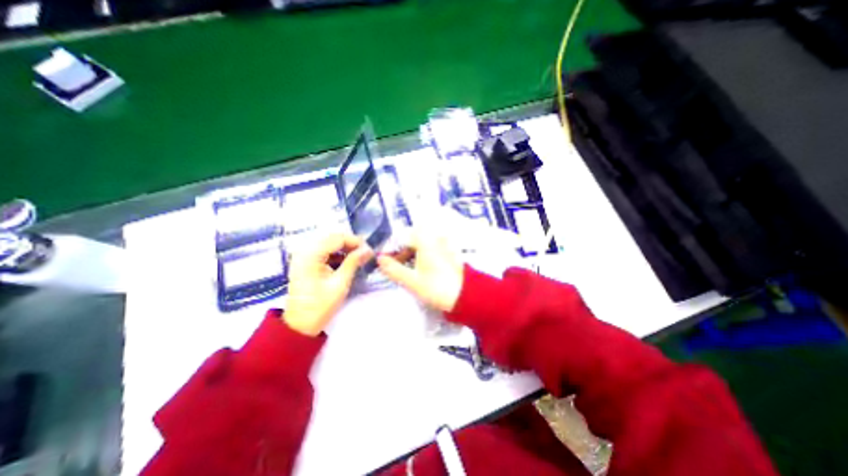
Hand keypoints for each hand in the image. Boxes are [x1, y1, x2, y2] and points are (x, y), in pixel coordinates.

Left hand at [285, 233, 372, 335]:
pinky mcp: (305, 262)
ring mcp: (303, 256)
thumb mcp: (340, 283)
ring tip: (358, 257)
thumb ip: (353, 262)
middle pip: (332, 238)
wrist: (300, 325)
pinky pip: (324, 251)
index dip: (355, 241)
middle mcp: (304, 251)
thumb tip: (368, 250)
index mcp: (311, 255)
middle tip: (365, 253)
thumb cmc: (320, 305)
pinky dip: (337, 254)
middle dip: (350, 243)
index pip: (337, 238)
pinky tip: (347, 261)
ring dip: (344, 248)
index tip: (369, 250)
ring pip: (329, 243)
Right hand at [376, 231, 462, 311]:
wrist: (466, 296)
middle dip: (402, 252)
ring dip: (412, 255)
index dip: (392, 248)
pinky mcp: (449, 254)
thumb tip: (379, 260)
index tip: (386, 261)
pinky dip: (422, 257)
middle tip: (395, 267)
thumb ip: (394, 269)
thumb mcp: (412, 281)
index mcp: (425, 241)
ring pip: (422, 245)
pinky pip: (431, 250)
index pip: (403, 237)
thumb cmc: (437, 287)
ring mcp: (443, 246)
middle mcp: (435, 239)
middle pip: (412, 240)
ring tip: (406, 271)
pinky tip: (420, 270)